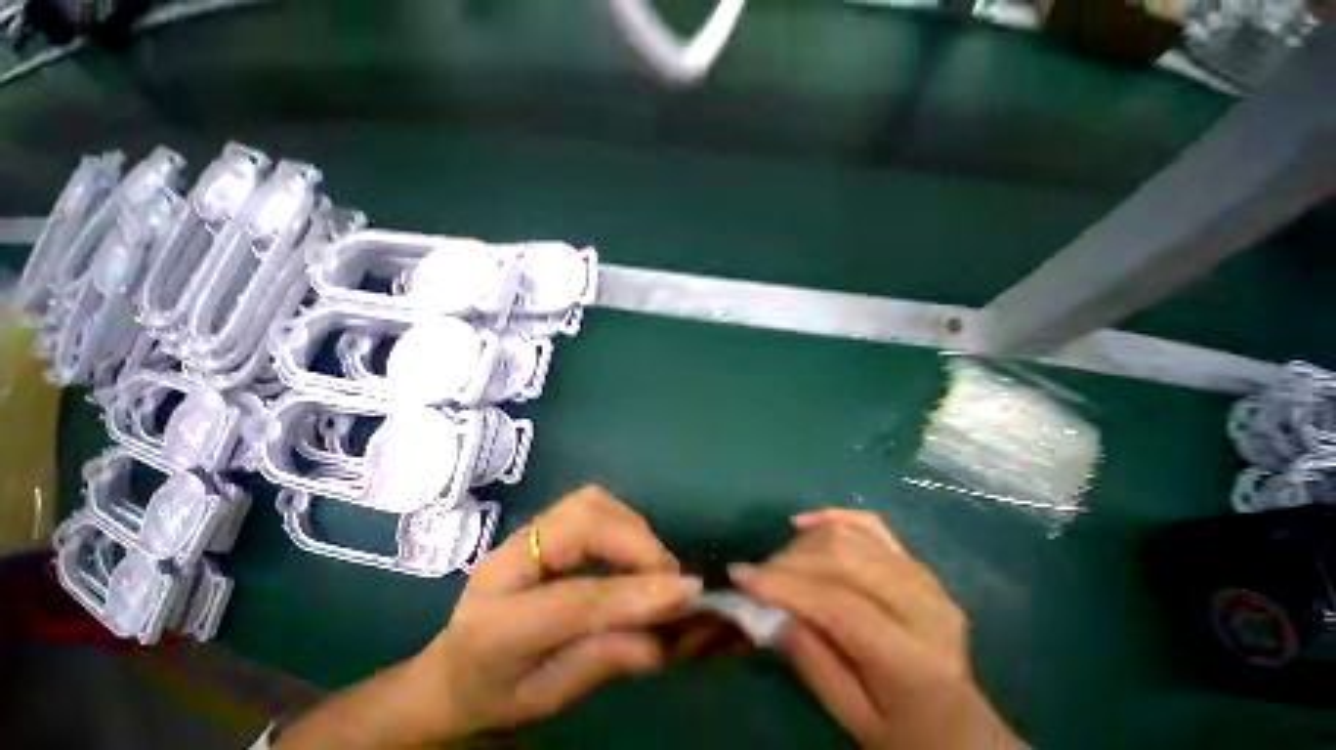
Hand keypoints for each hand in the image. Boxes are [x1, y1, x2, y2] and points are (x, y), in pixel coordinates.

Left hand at [403, 486, 701, 739]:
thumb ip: (602, 662)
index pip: (578, 598)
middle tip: (669, 576)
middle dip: (636, 542)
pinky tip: (629, 548)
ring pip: (589, 502)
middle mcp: (506, 561)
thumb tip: (662, 639)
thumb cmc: (492, 694)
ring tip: (651, 564)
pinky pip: (589, 503)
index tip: (688, 590)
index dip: (636, 592)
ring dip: (630, 526)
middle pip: (582, 523)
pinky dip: (620, 519)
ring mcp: (522, 534)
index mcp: (496, 623)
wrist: (447, 671)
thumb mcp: (544, 699)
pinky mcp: (540, 524)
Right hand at [729, 509, 1019, 748]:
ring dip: (804, 544)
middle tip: (756, 575)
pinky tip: (803, 523)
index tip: (739, 576)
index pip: (840, 605)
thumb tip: (771, 607)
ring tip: (778, 564)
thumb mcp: (853, 719)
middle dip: (789, 561)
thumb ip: (811, 662)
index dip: (785, 586)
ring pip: (850, 536)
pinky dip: (833, 517)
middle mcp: (925, 606)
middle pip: (843, 559)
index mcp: (914, 658)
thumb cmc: (905, 734)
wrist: (961, 728)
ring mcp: (925, 578)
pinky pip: (871, 525)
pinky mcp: (917, 564)